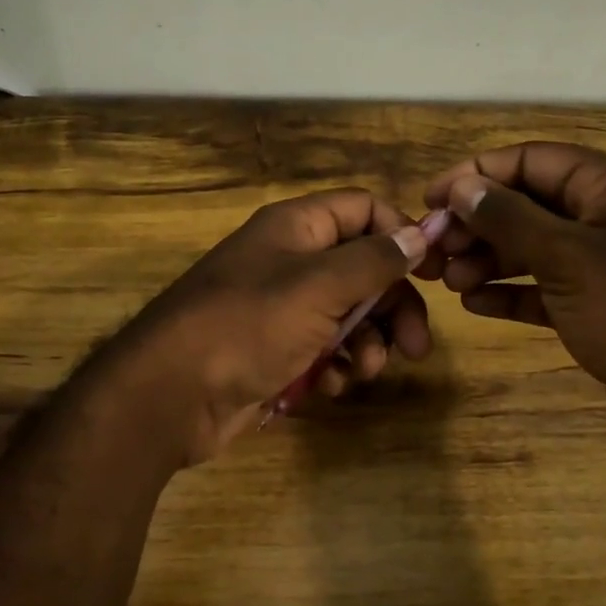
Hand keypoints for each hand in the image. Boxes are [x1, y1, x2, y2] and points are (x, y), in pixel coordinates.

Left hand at [110, 189, 433, 463]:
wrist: (172, 395)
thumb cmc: (248, 326)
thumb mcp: (319, 286)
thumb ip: (374, 259)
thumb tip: (418, 233)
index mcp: (296, 228)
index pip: (363, 210)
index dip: (401, 234)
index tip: (433, 272)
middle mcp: (290, 261)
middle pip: (362, 270)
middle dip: (392, 307)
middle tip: (415, 346)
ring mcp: (280, 309)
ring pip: (346, 316)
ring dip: (366, 344)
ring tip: (364, 371)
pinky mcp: (274, 352)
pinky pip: (321, 351)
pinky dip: (333, 368)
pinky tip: (327, 386)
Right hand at [421, 141, 605, 456]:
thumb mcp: (568, 258)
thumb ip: (511, 218)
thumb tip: (462, 187)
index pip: (532, 160)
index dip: (477, 174)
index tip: (430, 198)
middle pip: (527, 204)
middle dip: (478, 224)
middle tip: (434, 250)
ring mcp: (603, 264)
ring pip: (532, 247)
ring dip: (487, 259)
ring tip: (448, 282)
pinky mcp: (596, 306)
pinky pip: (543, 287)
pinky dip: (509, 292)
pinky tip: (474, 304)